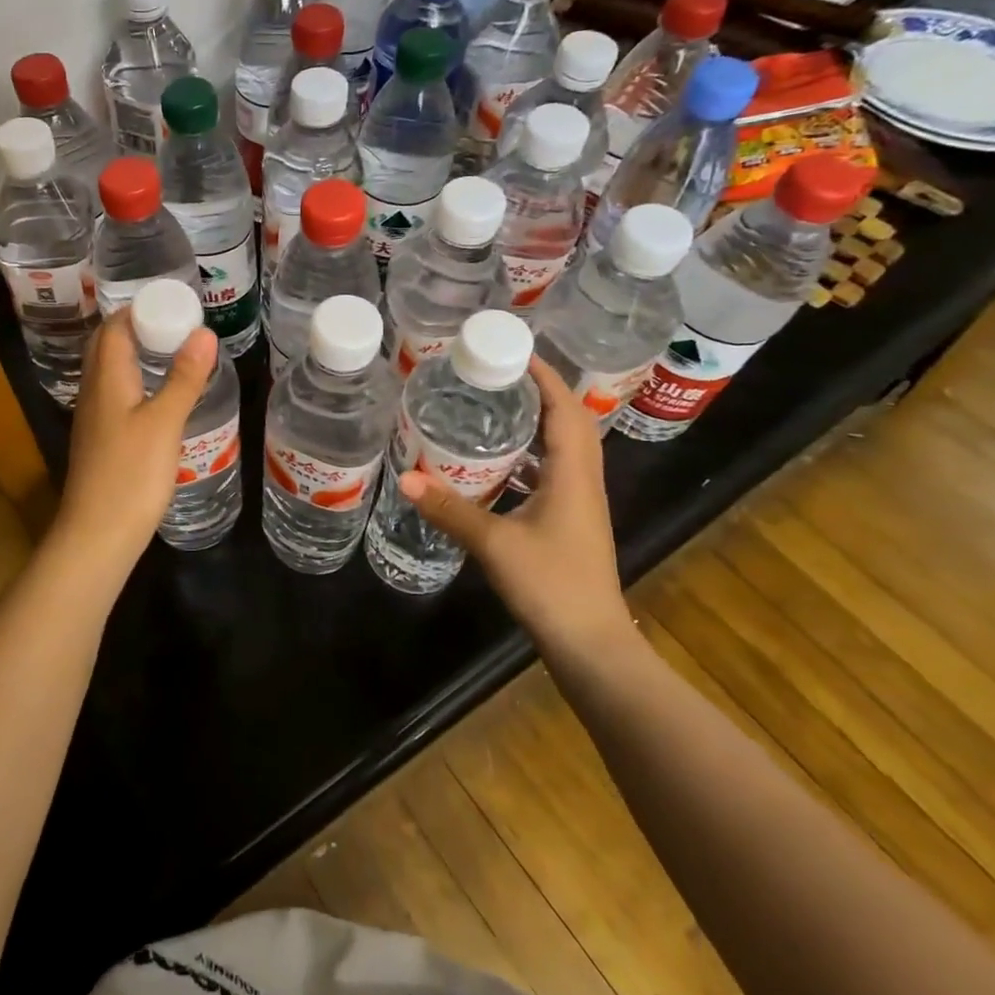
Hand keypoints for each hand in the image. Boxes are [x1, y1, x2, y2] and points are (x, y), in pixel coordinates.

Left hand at [53, 311, 218, 564]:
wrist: (97, 534)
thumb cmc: (131, 474)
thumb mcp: (164, 423)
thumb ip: (184, 378)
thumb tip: (203, 333)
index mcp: (106, 380)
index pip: (113, 328)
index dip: (138, 309)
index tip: (172, 304)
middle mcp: (93, 392)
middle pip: (107, 347)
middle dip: (136, 328)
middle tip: (175, 325)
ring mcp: (93, 418)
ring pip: (110, 372)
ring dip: (136, 355)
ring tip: (172, 354)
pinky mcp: (100, 440)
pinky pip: (115, 395)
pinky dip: (136, 382)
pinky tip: (159, 397)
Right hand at [396, 355, 633, 664]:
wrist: (591, 645)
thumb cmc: (551, 585)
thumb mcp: (493, 543)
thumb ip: (449, 509)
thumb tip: (404, 476)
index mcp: (574, 475)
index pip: (566, 409)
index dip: (546, 376)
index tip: (515, 350)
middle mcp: (583, 481)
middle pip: (569, 422)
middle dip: (539, 392)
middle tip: (497, 374)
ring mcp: (579, 504)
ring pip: (563, 449)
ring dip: (537, 423)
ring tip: (495, 407)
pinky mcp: (569, 523)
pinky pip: (553, 474)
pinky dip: (530, 457)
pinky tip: (498, 464)